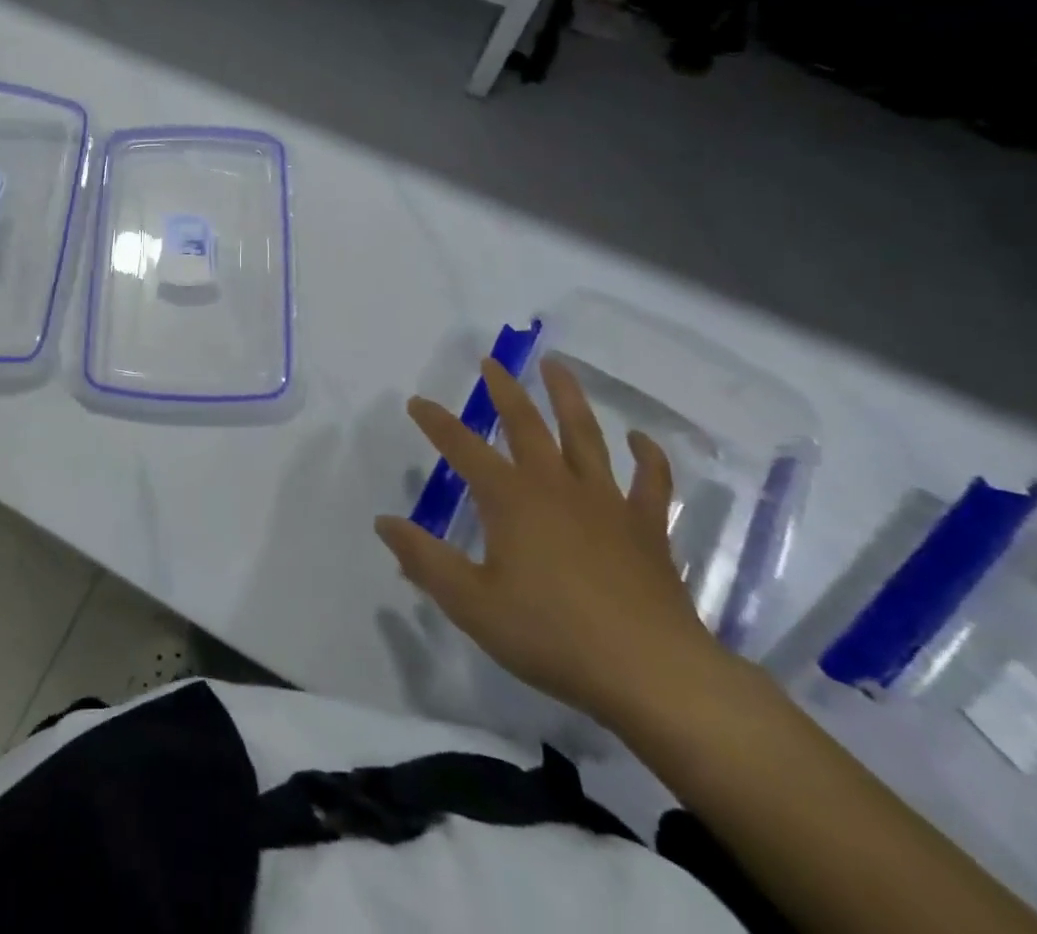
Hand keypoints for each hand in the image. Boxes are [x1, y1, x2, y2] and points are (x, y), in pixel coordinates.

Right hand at [376, 357, 726, 728]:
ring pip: (585, 435)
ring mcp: (606, 502)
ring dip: (568, 397)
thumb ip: (424, 559)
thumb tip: (384, 521)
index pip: (463, 448)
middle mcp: (555, 486)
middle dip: (503, 391)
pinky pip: (650, 481)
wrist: (652, 674)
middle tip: (491, 362)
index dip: (436, 422)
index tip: (416, 401)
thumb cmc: (551, 635)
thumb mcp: (471, 603)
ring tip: (556, 366)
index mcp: (510, 499)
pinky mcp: (646, 527)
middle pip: (526, 424)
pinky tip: (641, 438)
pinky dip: (648, 456)